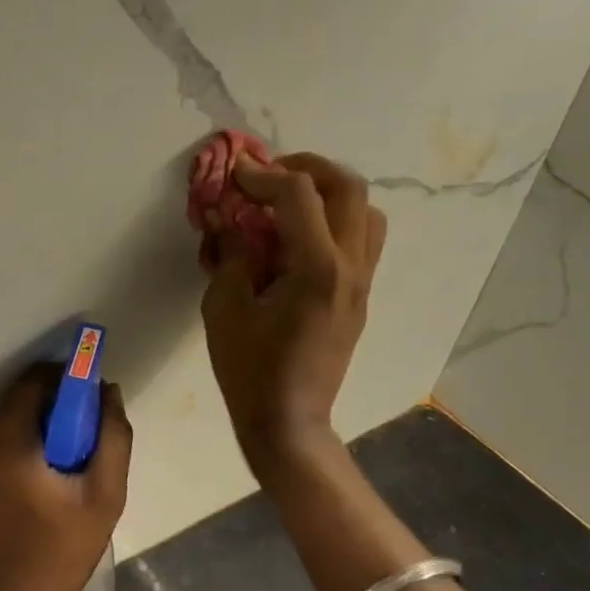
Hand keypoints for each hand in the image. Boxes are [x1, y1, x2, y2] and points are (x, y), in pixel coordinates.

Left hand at [0, 364, 131, 590]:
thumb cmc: (61, 550)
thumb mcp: (104, 494)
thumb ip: (113, 436)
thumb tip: (108, 392)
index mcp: (8, 435)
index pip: (39, 378)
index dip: (72, 378)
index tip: (98, 398)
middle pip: (26, 393)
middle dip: (62, 400)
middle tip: (93, 431)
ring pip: (18, 412)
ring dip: (49, 420)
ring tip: (79, 455)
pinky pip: (8, 433)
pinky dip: (34, 436)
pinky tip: (57, 470)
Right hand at [201, 152, 385, 469]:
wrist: (289, 422)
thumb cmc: (250, 369)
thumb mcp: (224, 308)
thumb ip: (229, 254)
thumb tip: (228, 218)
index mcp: (317, 269)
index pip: (298, 193)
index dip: (262, 174)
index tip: (234, 174)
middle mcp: (351, 267)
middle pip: (348, 187)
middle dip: (306, 168)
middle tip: (268, 175)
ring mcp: (362, 281)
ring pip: (365, 210)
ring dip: (328, 192)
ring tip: (288, 202)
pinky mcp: (360, 294)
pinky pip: (361, 238)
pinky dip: (334, 220)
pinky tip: (297, 238)